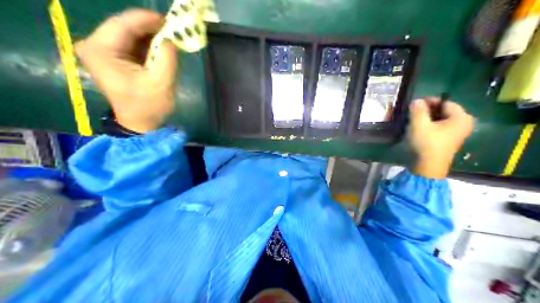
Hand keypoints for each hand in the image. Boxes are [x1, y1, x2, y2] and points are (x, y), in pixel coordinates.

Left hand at [75, 8, 178, 131]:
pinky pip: (129, 39)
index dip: (148, 19)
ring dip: (150, 34)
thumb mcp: (162, 82)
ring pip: (128, 30)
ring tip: (169, 39)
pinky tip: (160, 47)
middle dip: (150, 26)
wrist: (139, 122)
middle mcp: (94, 45)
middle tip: (173, 31)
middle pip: (124, 25)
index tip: (171, 21)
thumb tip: (171, 39)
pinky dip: (146, 41)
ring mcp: (100, 49)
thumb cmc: (148, 106)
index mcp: (101, 51)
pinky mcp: (110, 54)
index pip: (123, 24)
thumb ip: (167, 57)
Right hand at [410, 97, 472, 178]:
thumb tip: (417, 101)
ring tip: (415, 120)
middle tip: (413, 112)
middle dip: (428, 110)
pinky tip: (420, 129)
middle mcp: (464, 123)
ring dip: (428, 118)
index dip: (429, 102)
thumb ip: (418, 109)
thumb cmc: (426, 144)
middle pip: (444, 110)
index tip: (415, 104)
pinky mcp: (450, 141)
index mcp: (461, 117)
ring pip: (441, 119)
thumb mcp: (419, 124)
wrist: (428, 168)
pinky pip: (441, 127)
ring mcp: (458, 133)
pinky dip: (431, 126)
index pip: (444, 102)